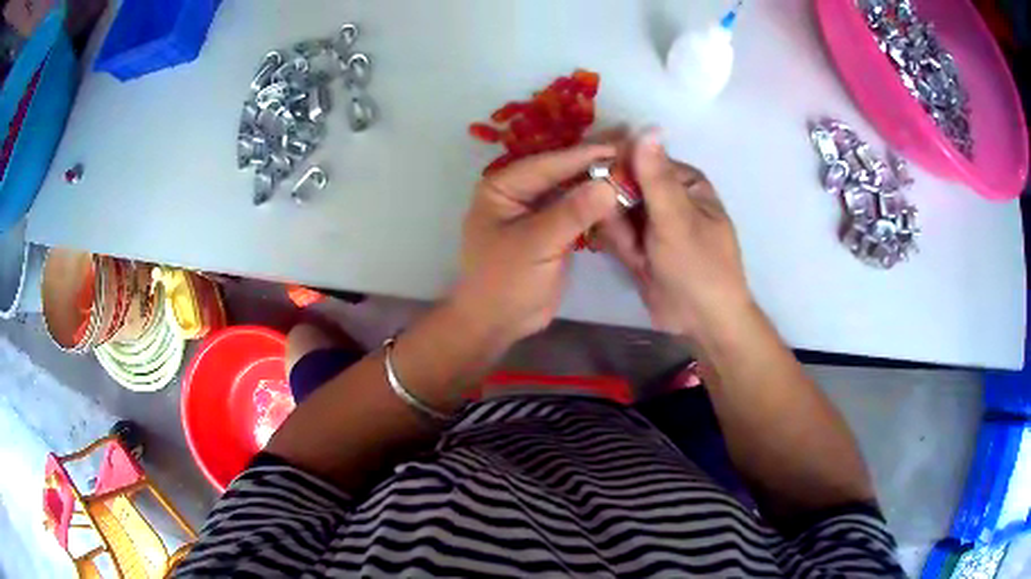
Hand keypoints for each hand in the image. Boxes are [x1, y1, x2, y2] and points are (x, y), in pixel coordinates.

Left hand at [454, 144, 620, 347]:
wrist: (498, 323)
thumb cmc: (506, 282)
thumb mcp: (537, 245)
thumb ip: (572, 213)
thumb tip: (609, 185)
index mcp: (502, 187)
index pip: (547, 164)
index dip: (583, 154)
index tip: (619, 145)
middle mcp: (517, 192)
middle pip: (559, 171)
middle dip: (593, 162)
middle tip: (630, 147)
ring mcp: (535, 210)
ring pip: (570, 189)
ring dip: (597, 181)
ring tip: (630, 166)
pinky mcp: (550, 229)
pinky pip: (575, 209)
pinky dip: (595, 204)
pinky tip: (619, 194)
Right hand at [596, 132, 751, 339]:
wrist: (702, 321)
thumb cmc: (699, 267)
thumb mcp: (676, 219)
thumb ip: (655, 176)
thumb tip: (646, 127)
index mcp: (683, 181)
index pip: (639, 158)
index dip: (616, 169)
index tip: (598, 185)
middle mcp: (666, 195)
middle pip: (622, 185)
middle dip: (619, 213)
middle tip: (633, 240)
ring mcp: (652, 220)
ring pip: (614, 212)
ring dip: (622, 236)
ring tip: (642, 257)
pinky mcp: (640, 244)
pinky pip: (615, 234)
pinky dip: (621, 248)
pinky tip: (638, 263)